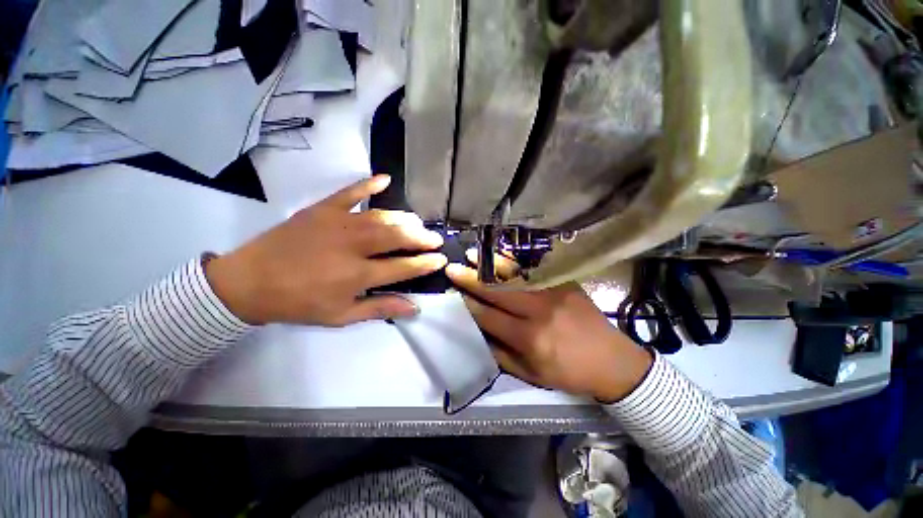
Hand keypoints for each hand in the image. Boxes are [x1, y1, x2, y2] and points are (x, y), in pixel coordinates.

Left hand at [205, 175, 447, 325]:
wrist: (249, 282)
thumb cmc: (298, 303)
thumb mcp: (340, 315)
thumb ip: (379, 308)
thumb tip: (414, 308)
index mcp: (357, 274)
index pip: (403, 267)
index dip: (425, 263)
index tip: (440, 259)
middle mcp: (353, 246)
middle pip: (397, 237)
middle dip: (421, 237)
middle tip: (435, 238)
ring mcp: (338, 223)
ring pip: (381, 217)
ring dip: (404, 218)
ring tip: (417, 222)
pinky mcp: (322, 209)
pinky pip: (349, 193)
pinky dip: (368, 184)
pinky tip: (385, 179)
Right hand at [445, 253, 652, 401]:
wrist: (612, 360)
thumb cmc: (569, 372)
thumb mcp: (532, 374)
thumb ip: (501, 354)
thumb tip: (478, 334)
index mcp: (529, 338)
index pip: (489, 316)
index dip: (469, 304)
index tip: (454, 293)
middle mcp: (538, 311)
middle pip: (497, 291)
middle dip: (471, 279)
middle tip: (453, 269)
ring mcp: (553, 293)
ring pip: (514, 275)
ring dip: (490, 264)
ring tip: (472, 255)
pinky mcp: (564, 283)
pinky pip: (534, 270)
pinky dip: (514, 262)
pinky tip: (500, 255)